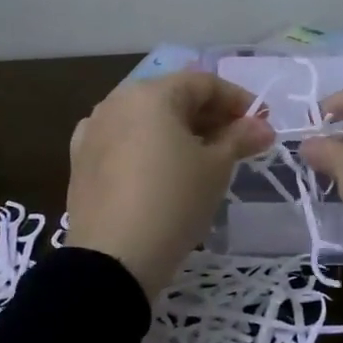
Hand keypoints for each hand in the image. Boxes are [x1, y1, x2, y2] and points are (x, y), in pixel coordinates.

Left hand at [67, 72, 274, 297]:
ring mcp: (93, 130)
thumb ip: (239, 138)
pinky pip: (121, 141)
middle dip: (208, 115)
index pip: (203, 83)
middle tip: (237, 142)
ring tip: (202, 157)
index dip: (237, 100)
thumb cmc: (174, 201)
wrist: (113, 258)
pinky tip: (158, 167)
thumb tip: (262, 126)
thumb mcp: (216, 169)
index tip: (260, 124)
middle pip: (172, 97)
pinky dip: (145, 146)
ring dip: (178, 130)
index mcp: (151, 93)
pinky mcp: (80, 160)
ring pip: (145, 119)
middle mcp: (116, 101)